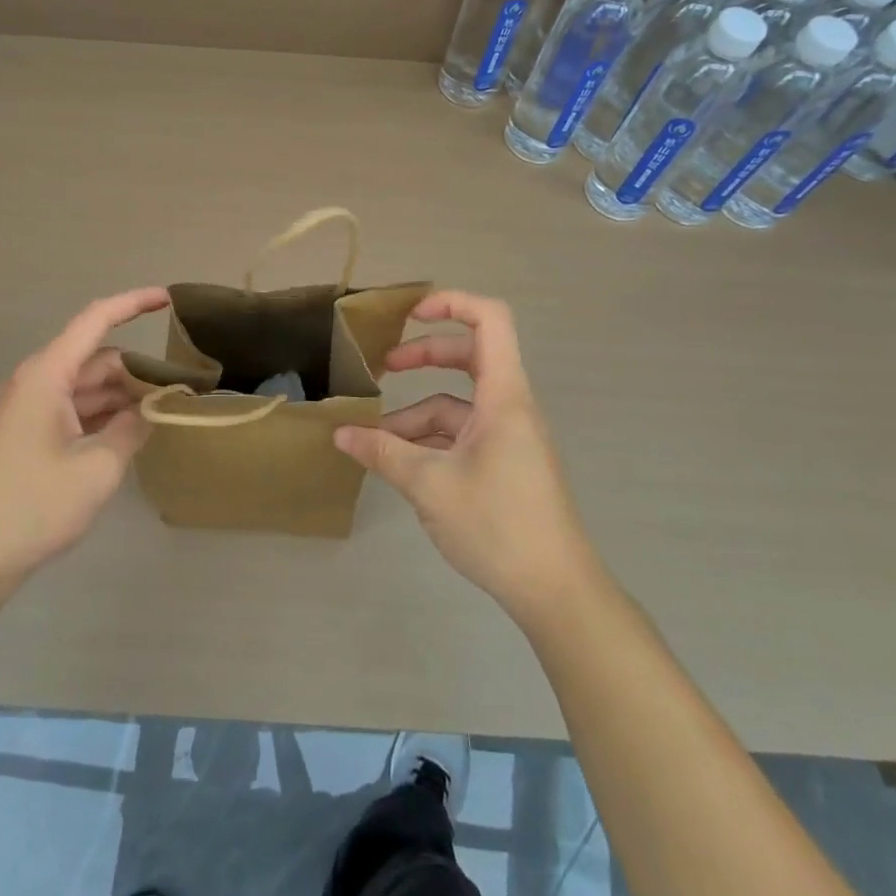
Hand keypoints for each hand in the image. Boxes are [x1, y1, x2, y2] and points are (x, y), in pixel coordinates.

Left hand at [0, 288, 168, 592]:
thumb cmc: (35, 505)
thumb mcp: (98, 467)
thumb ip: (133, 429)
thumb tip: (152, 408)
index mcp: (48, 375)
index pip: (96, 320)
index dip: (133, 304)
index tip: (169, 299)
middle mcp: (39, 382)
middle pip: (97, 358)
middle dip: (138, 368)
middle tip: (181, 387)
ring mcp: (34, 408)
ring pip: (89, 386)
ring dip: (124, 394)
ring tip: (166, 409)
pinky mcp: (33, 433)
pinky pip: (78, 409)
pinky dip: (107, 414)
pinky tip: (135, 431)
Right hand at [335, 291, 598, 624]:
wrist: (556, 592)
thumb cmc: (497, 525)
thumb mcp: (429, 485)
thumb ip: (383, 453)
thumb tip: (340, 433)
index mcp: (503, 396)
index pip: (490, 320)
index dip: (451, 304)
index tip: (409, 315)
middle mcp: (509, 407)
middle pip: (469, 357)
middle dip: (424, 356)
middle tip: (384, 367)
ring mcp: (508, 436)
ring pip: (458, 404)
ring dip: (416, 415)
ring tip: (374, 439)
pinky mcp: (504, 463)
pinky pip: (462, 435)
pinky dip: (430, 440)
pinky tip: (400, 463)